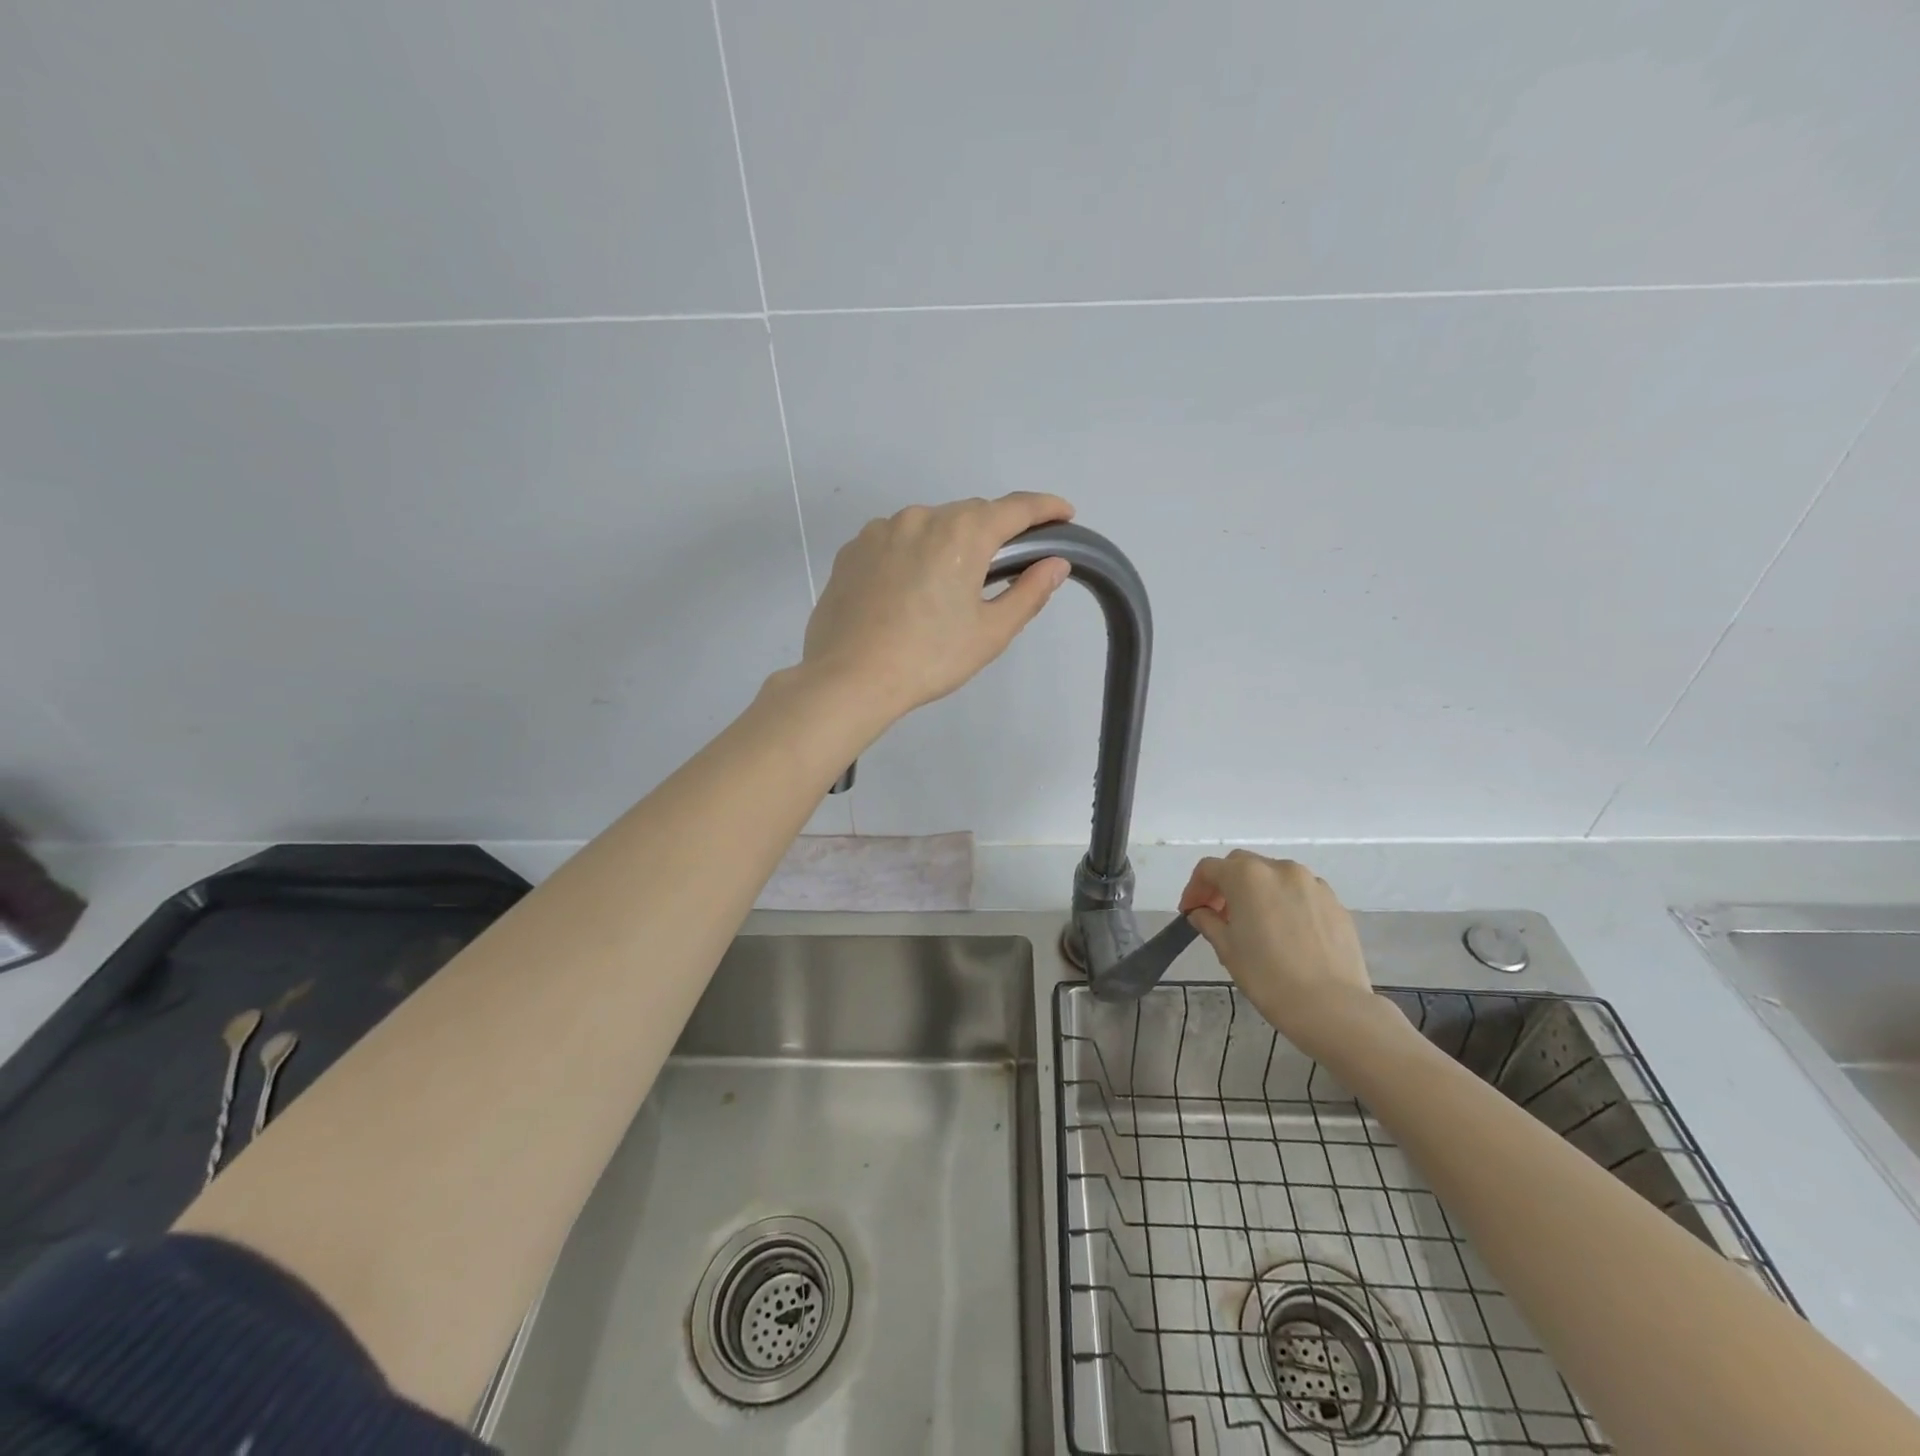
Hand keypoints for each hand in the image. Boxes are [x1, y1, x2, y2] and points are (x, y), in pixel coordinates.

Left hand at [802, 493, 1074, 722]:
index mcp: (962, 533)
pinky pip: (895, 541)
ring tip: (949, 587)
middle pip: (971, 514)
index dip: (1046, 508)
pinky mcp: (852, 550)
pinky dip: (912, 554)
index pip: (1016, 508)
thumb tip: (1056, 564)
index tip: (1064, 514)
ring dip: (949, 544)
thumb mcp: (990, 633)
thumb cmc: (929, 658)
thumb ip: (1029, 592)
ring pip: (929, 526)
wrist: (848, 679)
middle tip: (1005, 568)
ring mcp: (880, 531)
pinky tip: (908, 591)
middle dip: (994, 533)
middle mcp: (920, 517)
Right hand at [1178, 852, 1384, 1056]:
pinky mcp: (1335, 902)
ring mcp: (1312, 883)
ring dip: (1257, 891)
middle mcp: (1280, 869)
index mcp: (1247, 876)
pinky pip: (1300, 893)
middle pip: (1242, 865)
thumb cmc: (1268, 976)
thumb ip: (1209, 922)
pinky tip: (1285, 932)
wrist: (1332, 1006)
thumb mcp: (1227, 949)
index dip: (1194, 889)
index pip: (1209, 869)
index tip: (1190, 912)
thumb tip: (1202, 913)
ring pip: (1273, 876)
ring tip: (1254, 923)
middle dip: (1225, 884)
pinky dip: (1285, 902)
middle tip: (1218, 914)